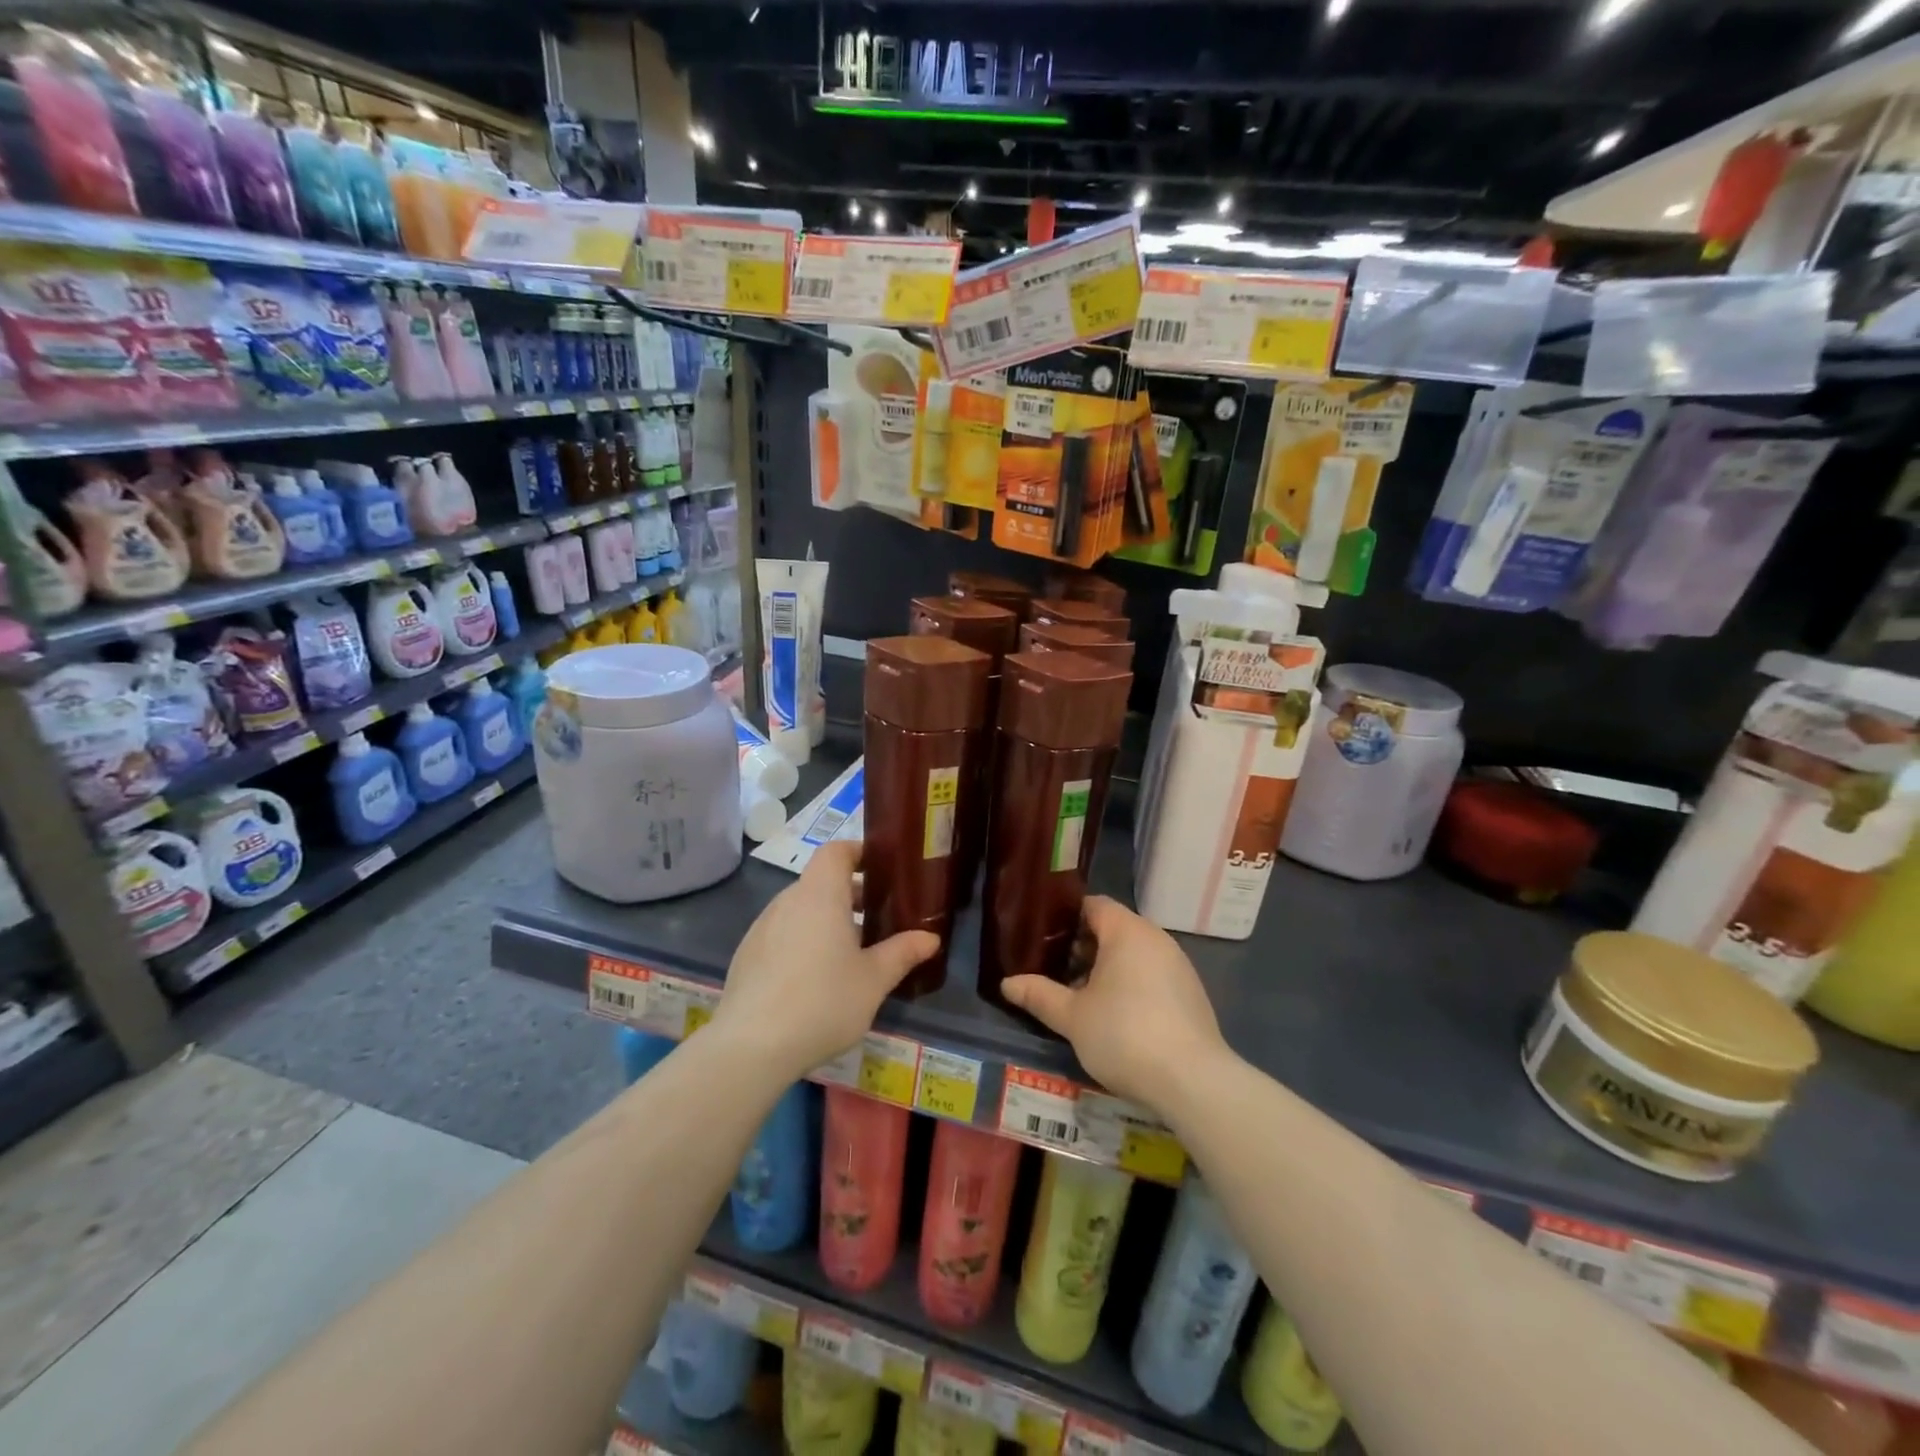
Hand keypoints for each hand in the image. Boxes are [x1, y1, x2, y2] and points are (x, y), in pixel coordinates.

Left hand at [713, 840, 937, 1082]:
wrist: (751, 1046)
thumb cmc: (823, 1002)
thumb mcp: (873, 980)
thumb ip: (902, 953)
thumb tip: (930, 938)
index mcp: (820, 895)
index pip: (836, 851)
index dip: (858, 852)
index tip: (882, 870)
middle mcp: (787, 901)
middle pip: (820, 881)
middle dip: (850, 894)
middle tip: (878, 920)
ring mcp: (761, 927)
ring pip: (800, 909)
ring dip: (826, 919)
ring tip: (850, 954)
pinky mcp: (746, 955)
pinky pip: (782, 933)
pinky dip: (802, 940)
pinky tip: (814, 979)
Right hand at [1001, 896, 1227, 1113]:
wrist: (1192, 1081)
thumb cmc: (1124, 1035)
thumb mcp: (1072, 1017)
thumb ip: (1039, 994)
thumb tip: (1007, 983)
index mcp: (1127, 931)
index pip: (1094, 905)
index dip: (1067, 918)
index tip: (1044, 939)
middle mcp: (1156, 938)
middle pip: (1114, 928)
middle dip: (1084, 947)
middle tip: (1056, 971)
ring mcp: (1179, 965)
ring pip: (1134, 953)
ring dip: (1108, 968)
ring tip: (1082, 997)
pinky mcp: (1192, 992)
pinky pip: (1153, 974)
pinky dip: (1132, 984)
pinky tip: (1118, 1017)